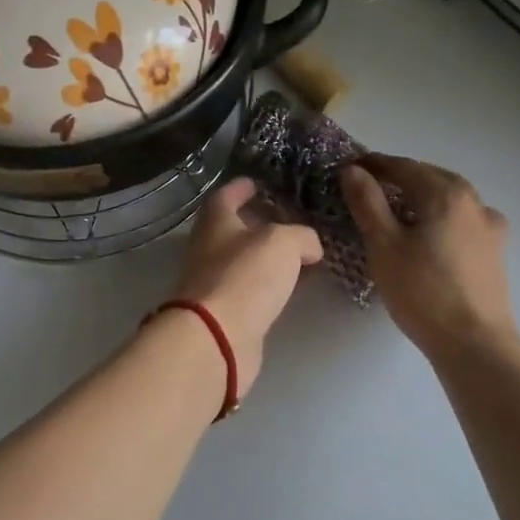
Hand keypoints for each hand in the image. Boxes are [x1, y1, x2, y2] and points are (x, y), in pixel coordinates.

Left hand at [168, 177, 321, 394]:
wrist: (217, 337)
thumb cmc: (245, 276)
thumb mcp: (282, 242)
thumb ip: (301, 236)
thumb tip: (310, 246)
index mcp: (215, 222)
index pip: (226, 196)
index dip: (241, 187)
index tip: (257, 182)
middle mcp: (210, 249)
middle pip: (234, 229)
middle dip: (260, 222)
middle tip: (290, 218)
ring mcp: (215, 282)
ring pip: (245, 261)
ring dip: (269, 256)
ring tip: (301, 253)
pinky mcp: (227, 312)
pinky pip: (253, 289)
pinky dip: (272, 284)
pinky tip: (293, 286)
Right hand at [340, 154, 519, 358]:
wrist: (474, 343)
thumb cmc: (422, 291)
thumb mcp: (383, 244)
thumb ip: (367, 202)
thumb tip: (352, 171)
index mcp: (445, 193)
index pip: (403, 166)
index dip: (373, 164)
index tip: (348, 168)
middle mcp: (473, 200)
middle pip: (429, 177)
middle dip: (398, 176)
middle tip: (367, 186)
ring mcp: (489, 225)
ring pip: (449, 197)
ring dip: (421, 195)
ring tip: (396, 208)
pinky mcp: (495, 249)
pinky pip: (462, 218)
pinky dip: (440, 214)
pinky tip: (431, 231)